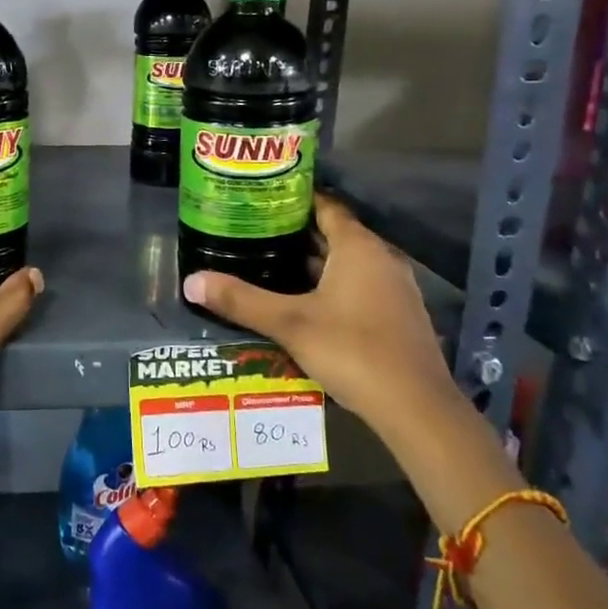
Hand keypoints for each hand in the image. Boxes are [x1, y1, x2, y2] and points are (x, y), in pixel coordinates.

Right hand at [180, 194, 454, 439]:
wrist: (416, 408)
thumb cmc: (352, 350)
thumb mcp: (289, 324)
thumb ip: (241, 300)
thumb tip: (191, 281)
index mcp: (359, 248)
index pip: (326, 206)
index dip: (294, 200)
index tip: (260, 200)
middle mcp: (381, 260)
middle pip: (335, 235)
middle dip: (296, 234)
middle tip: (253, 233)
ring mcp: (394, 289)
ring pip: (347, 264)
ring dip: (313, 264)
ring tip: (269, 265)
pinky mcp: (398, 317)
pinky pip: (358, 287)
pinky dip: (331, 287)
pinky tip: (303, 303)